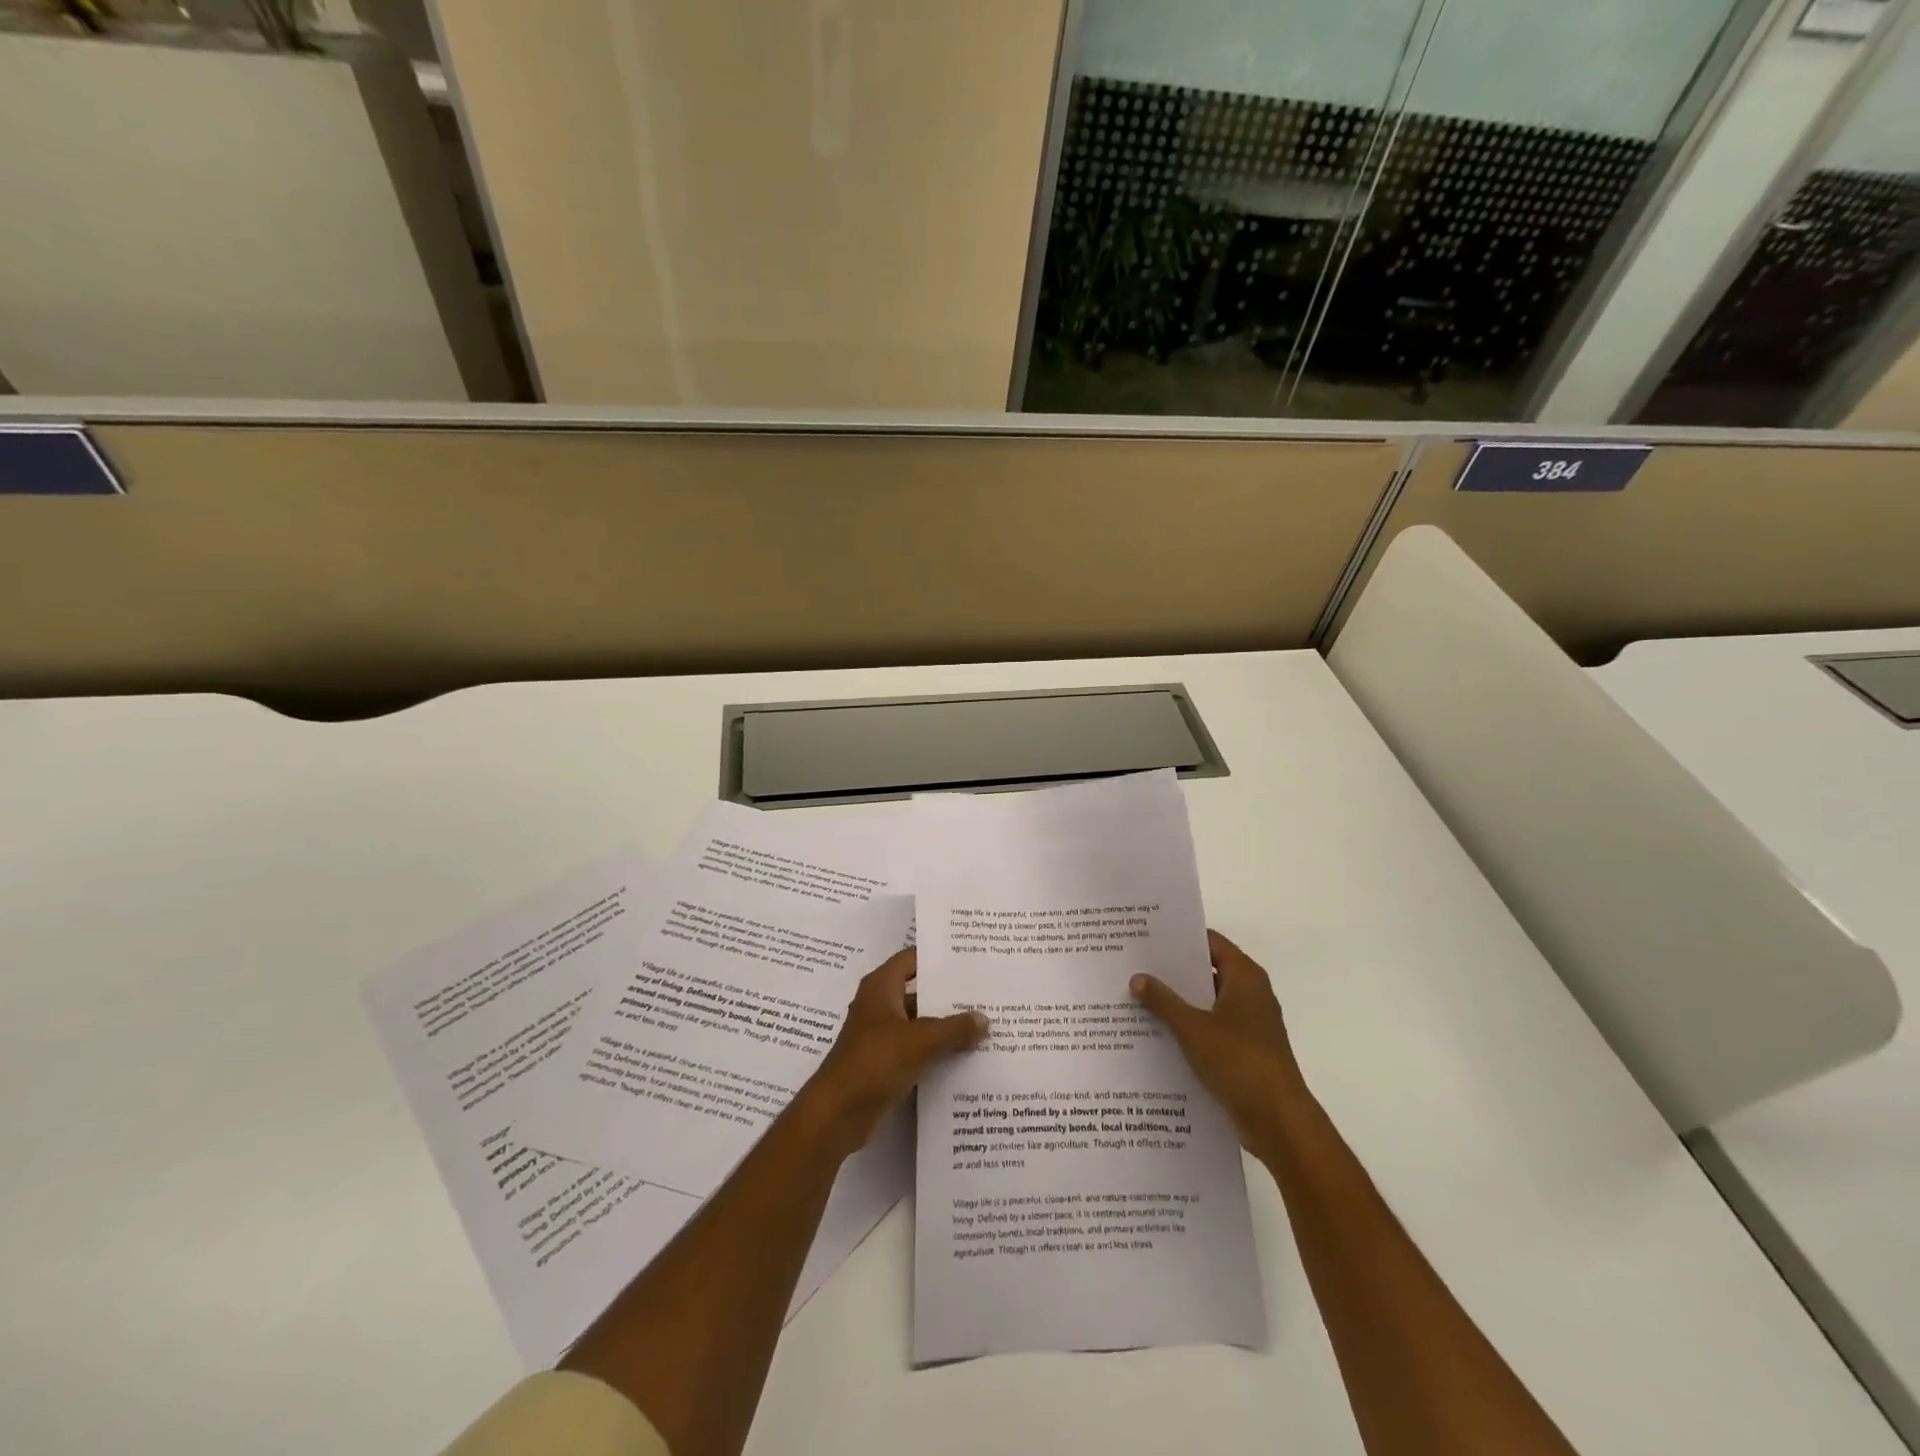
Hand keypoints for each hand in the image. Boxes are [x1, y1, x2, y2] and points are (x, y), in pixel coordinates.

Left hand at [800, 948, 987, 1157]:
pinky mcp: (884, 1063)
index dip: (937, 957)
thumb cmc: (874, 1062)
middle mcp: (879, 1005)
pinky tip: (965, 1056)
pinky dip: (935, 1051)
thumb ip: (954, 1028)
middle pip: (918, 991)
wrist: (837, 1114)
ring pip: (919, 1023)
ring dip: (945, 1026)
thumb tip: (983, 1018)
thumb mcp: (920, 1041)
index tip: (969, 957)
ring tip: (983, 1024)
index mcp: (881, 987)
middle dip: (948, 994)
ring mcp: (880, 1035)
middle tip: (985, 992)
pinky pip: (915, 1049)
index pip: (911, 958)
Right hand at [1131, 930, 1307, 1152]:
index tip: (1146, 936)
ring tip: (1136, 997)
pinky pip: (1211, 1028)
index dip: (1179, 938)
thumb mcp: (1193, 1028)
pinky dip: (1188, 1027)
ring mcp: (1249, 1024)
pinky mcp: (1244, 1051)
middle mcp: (1250, 994)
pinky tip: (1156, 1033)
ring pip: (1207, 1002)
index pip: (1209, 942)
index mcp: (1245, 977)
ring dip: (1178, 1002)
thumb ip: (1163, 1001)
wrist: (1278, 1121)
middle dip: (1173, 971)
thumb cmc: (1239, 1061)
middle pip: (1207, 971)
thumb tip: (1137, 977)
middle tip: (1134, 965)